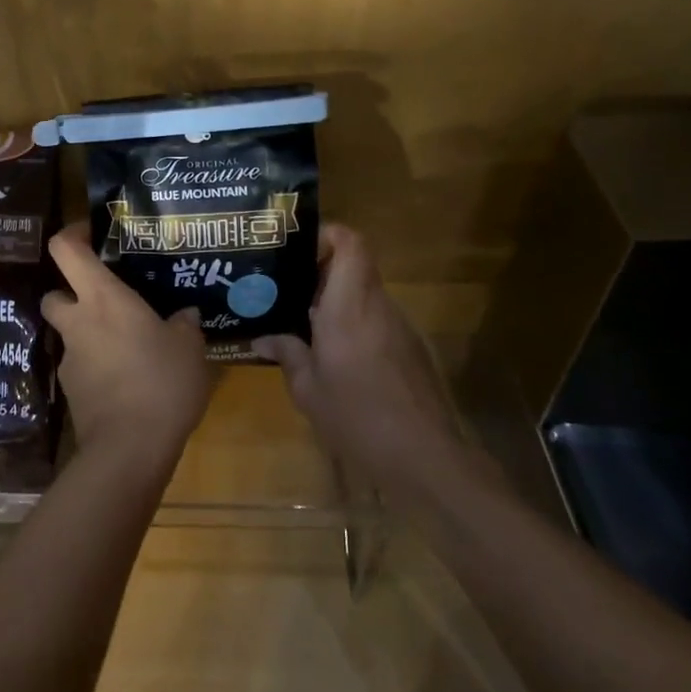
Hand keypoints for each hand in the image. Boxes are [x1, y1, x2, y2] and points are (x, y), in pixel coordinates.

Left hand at [41, 222, 211, 475]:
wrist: (129, 449)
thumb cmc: (161, 383)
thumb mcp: (189, 349)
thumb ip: (184, 325)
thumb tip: (185, 315)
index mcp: (103, 299)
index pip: (65, 250)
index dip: (71, 234)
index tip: (91, 233)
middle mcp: (78, 323)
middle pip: (54, 293)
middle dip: (71, 292)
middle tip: (105, 299)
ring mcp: (70, 359)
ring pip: (68, 334)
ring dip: (88, 334)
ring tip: (127, 347)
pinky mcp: (71, 392)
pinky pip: (81, 367)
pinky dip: (96, 367)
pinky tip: (125, 381)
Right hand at [253, 225, 476, 500]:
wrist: (426, 458)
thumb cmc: (357, 416)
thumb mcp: (308, 389)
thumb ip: (287, 354)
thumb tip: (264, 338)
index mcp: (348, 305)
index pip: (350, 242)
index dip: (326, 234)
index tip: (296, 248)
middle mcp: (377, 305)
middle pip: (355, 265)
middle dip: (319, 270)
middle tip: (284, 287)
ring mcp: (399, 326)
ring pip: (364, 293)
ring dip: (334, 299)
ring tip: (300, 320)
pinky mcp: (410, 349)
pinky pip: (375, 319)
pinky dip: (352, 323)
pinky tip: (331, 353)